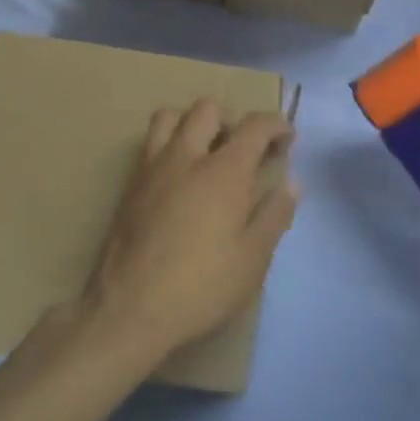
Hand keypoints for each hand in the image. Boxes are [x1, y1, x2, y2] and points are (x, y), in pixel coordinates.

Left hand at [82, 99, 299, 363]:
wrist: (128, 311)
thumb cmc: (201, 288)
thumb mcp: (252, 260)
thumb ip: (274, 215)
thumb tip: (291, 183)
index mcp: (223, 172)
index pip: (254, 126)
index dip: (276, 125)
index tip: (287, 139)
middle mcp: (186, 157)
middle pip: (208, 109)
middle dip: (232, 120)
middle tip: (244, 149)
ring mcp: (151, 169)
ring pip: (170, 117)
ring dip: (193, 123)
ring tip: (206, 153)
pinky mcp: (129, 187)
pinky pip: (150, 145)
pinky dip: (170, 145)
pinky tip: (179, 180)